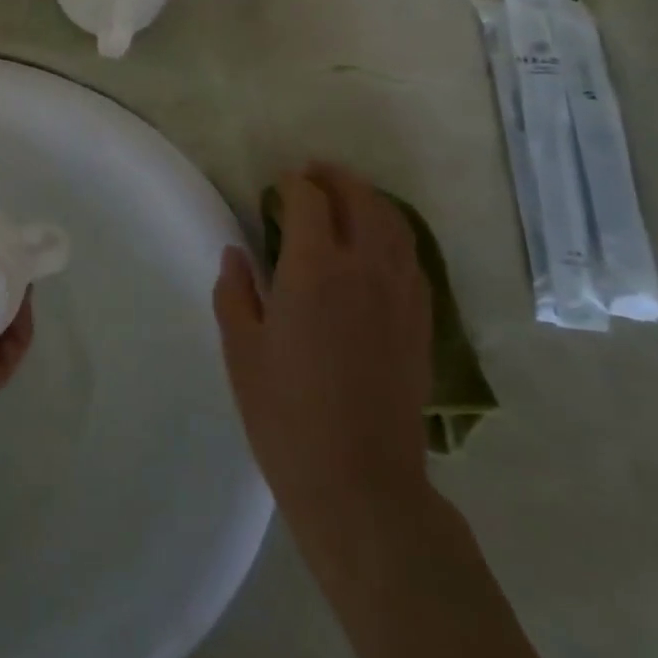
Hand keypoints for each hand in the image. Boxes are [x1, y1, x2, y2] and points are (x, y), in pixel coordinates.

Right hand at [213, 164, 430, 540]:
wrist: (361, 481)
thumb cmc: (286, 415)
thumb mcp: (242, 351)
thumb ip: (236, 292)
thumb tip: (237, 253)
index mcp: (314, 269)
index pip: (309, 201)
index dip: (293, 184)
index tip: (278, 185)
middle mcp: (364, 268)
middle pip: (361, 199)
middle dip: (336, 178)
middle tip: (313, 175)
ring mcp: (401, 294)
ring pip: (394, 224)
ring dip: (369, 200)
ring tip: (347, 198)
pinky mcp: (422, 321)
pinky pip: (411, 257)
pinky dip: (392, 234)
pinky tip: (376, 247)